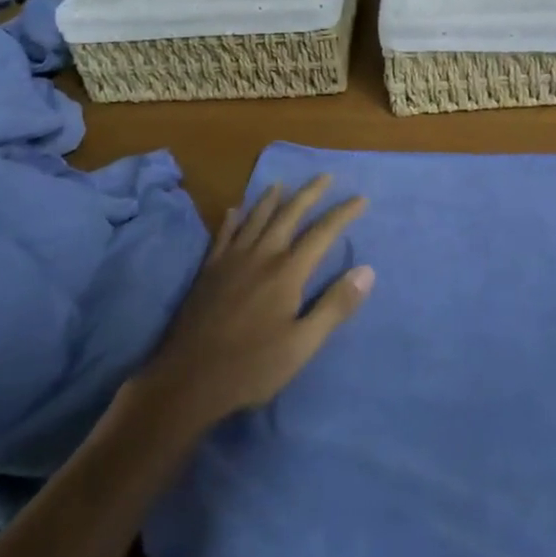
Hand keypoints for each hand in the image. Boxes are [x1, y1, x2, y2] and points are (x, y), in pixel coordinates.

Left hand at [133, 175, 372, 429]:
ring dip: (271, 198)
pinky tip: (234, 210)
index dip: (343, 214)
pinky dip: (232, 219)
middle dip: (309, 193)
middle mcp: (261, 256)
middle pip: (288, 215)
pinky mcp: (208, 272)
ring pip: (255, 219)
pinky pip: (223, 235)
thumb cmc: (252, 366)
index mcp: (287, 272)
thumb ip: (335, 306)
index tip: (360, 199)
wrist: (188, 380)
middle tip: (325, 176)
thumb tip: (367, 271)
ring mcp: (230, 261)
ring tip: (281, 183)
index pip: (322, 233)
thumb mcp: (303, 344)